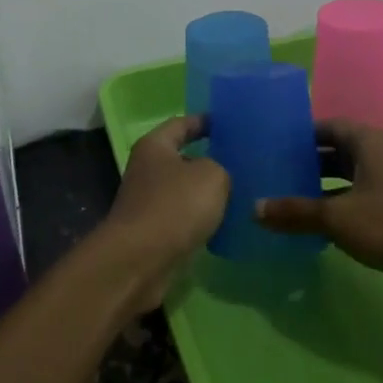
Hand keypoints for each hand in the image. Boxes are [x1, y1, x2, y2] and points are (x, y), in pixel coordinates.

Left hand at [100, 115, 229, 309]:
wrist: (141, 260)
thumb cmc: (175, 205)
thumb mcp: (212, 175)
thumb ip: (221, 168)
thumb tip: (217, 177)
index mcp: (155, 146)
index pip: (181, 124)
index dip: (204, 121)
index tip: (228, 124)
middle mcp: (146, 170)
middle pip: (182, 158)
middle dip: (209, 160)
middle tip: (242, 161)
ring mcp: (148, 203)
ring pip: (184, 191)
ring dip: (206, 193)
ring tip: (241, 193)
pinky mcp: (153, 232)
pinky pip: (183, 218)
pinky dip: (201, 220)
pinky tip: (225, 224)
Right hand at [256, 119, 382, 311]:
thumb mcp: (337, 217)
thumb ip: (295, 212)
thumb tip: (254, 209)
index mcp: (367, 142)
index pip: (325, 126)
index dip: (297, 133)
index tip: (268, 144)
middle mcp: (377, 157)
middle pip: (332, 153)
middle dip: (303, 163)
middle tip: (267, 173)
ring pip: (343, 180)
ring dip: (316, 189)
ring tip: (279, 199)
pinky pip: (353, 203)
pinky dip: (332, 210)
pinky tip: (308, 227)